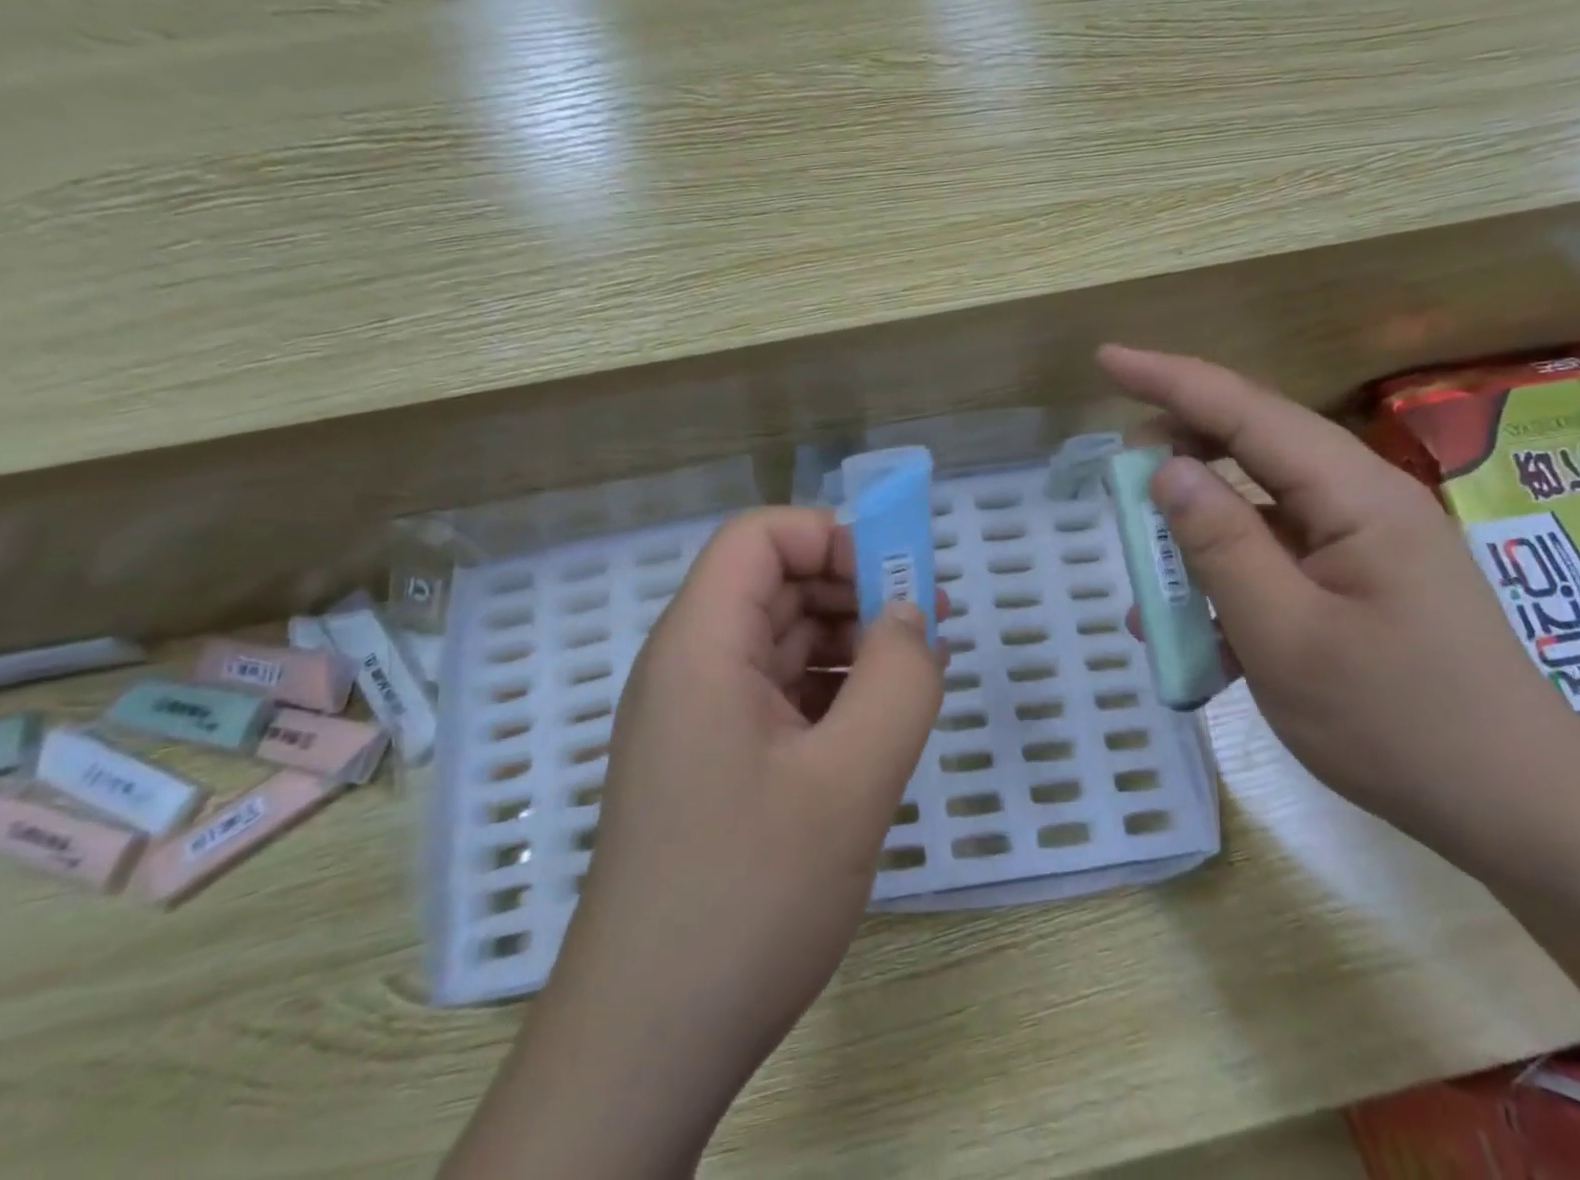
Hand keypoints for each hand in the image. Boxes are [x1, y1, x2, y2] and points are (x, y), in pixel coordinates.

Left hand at [442, 508, 945, 1179]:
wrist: (649, 1041)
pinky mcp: (712, 760)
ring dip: (848, 642)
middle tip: (930, 625)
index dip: (830, 537)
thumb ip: (899, 682)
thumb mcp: (850, 782)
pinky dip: (830, 691)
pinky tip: (877, 724)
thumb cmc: (747, 896)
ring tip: (918, 675)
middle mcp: (688, 666)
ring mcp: (697, 716)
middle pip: (773, 584)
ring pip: (779, 640)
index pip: (758, 537)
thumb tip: (914, 616)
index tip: (898, 579)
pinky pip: (777, 694)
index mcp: (700, 646)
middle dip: (853, 589)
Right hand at [1097, 346, 1579, 859]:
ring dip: (1195, 528)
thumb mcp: (1285, 636)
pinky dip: (1223, 576)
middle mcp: (1361, 502)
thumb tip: (1164, 468)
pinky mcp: (1356, 582)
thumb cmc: (1399, 725)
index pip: (1246, 412)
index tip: (1106, 359)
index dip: (1170, 381)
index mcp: (1355, 497)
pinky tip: (1188, 626)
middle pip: (1252, 445)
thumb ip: (1220, 544)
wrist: (1518, 814)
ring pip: (1256, 505)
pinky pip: (1272, 556)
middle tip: (1117, 478)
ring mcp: (1361, 543)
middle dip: (1178, 449)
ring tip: (1146, 563)